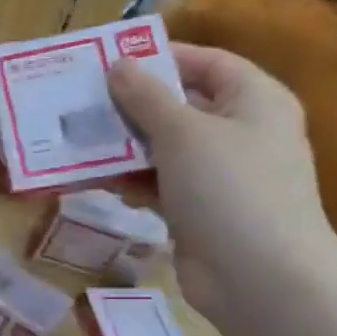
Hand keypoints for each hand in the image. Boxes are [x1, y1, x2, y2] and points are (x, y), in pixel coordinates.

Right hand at [107, 43, 336, 326]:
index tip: (107, 61)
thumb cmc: (229, 189)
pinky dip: (131, 181)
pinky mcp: (199, 209)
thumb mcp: (182, 133)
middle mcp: (240, 131)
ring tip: (77, 142)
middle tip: (80, 103)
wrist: (259, 277)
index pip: (205, 63)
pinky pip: (159, 183)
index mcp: (253, 100)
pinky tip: (98, 183)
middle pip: (179, 105)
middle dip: (130, 106)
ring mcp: (220, 174)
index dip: (159, 58)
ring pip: (163, 147)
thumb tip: (117, 65)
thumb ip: (145, 97)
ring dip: (123, 147)